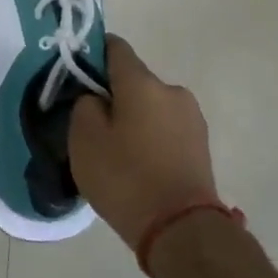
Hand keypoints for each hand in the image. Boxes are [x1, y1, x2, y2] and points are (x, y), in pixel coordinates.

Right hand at [69, 36, 219, 250]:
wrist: (182, 229)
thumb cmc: (126, 178)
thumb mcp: (84, 139)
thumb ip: (84, 105)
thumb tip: (96, 98)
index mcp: (142, 82)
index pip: (115, 48)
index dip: (92, 54)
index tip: (77, 75)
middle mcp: (172, 90)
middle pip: (134, 81)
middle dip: (113, 96)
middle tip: (93, 126)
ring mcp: (192, 117)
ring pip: (151, 106)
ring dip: (134, 119)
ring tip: (117, 152)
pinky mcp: (201, 144)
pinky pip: (166, 129)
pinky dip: (150, 138)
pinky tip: (139, 165)